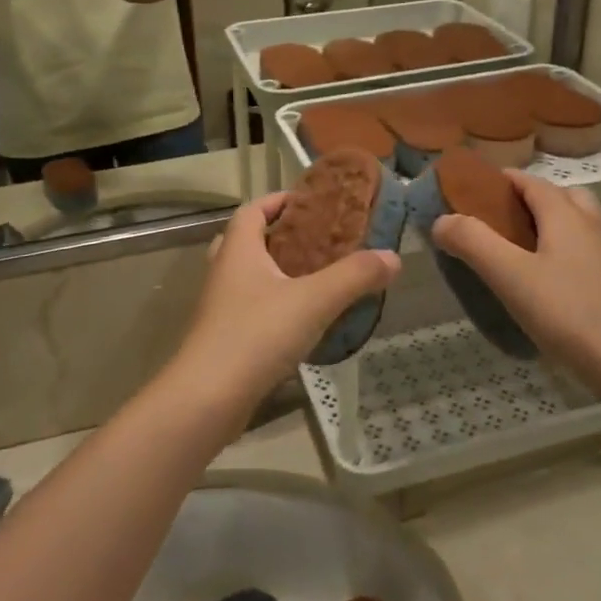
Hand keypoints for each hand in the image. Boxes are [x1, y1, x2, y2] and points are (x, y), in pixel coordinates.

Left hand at [172, 194, 399, 408]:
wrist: (206, 400)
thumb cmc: (256, 336)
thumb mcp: (313, 301)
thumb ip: (354, 276)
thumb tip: (393, 257)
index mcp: (238, 249)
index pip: (253, 209)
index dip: (279, 200)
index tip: (311, 203)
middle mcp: (224, 270)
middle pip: (247, 240)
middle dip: (279, 236)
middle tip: (316, 242)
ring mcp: (220, 306)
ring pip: (247, 276)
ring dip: (276, 272)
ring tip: (314, 279)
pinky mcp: (223, 337)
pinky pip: (250, 307)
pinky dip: (273, 304)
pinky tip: (301, 321)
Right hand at [430, 173, 600, 372]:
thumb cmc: (572, 312)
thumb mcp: (511, 276)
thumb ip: (473, 242)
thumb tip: (441, 219)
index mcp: (565, 215)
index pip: (529, 181)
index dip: (499, 180)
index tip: (468, 191)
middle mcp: (590, 227)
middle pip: (559, 197)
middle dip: (527, 201)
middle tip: (496, 223)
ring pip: (574, 227)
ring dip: (546, 229)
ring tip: (514, 255)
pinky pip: (582, 256)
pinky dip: (559, 257)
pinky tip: (541, 288)